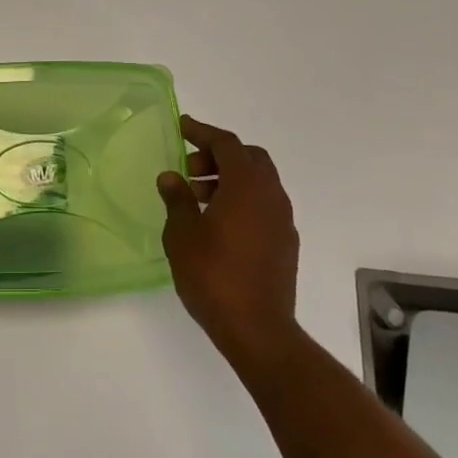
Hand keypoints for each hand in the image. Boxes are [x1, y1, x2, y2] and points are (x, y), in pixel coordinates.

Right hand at [157, 115, 299, 368]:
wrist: (258, 331)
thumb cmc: (214, 276)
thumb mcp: (182, 235)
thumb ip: (177, 200)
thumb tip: (171, 177)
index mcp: (247, 184)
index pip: (226, 143)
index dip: (202, 131)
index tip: (181, 126)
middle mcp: (271, 194)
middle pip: (248, 158)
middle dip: (218, 155)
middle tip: (190, 169)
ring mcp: (283, 220)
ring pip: (258, 182)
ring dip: (230, 179)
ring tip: (198, 199)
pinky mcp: (286, 243)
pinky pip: (264, 205)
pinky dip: (243, 200)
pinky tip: (219, 224)